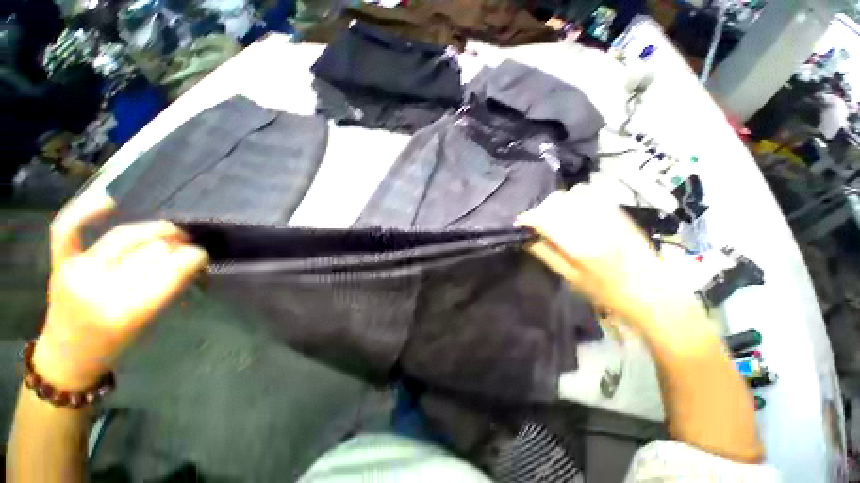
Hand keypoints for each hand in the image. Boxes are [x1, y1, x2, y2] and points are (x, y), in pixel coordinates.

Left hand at [34, 194, 208, 389]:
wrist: (70, 354)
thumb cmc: (117, 343)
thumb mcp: (151, 322)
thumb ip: (170, 288)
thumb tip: (191, 258)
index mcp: (128, 312)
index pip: (172, 269)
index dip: (194, 257)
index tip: (204, 255)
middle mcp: (100, 288)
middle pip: (150, 250)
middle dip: (177, 246)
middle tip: (188, 247)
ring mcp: (76, 272)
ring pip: (123, 236)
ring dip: (154, 230)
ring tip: (170, 231)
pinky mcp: (60, 263)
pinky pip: (67, 229)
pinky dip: (85, 211)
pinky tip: (109, 202)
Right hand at [517, 185, 670, 327]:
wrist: (650, 288)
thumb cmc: (606, 291)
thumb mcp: (570, 277)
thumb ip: (546, 254)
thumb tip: (526, 238)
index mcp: (579, 245)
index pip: (545, 219)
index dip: (528, 218)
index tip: (519, 223)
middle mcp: (593, 224)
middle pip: (556, 203)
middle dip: (540, 210)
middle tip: (536, 223)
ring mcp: (608, 214)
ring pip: (571, 194)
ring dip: (556, 203)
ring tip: (553, 216)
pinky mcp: (617, 210)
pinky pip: (589, 193)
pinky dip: (574, 198)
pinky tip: (572, 210)